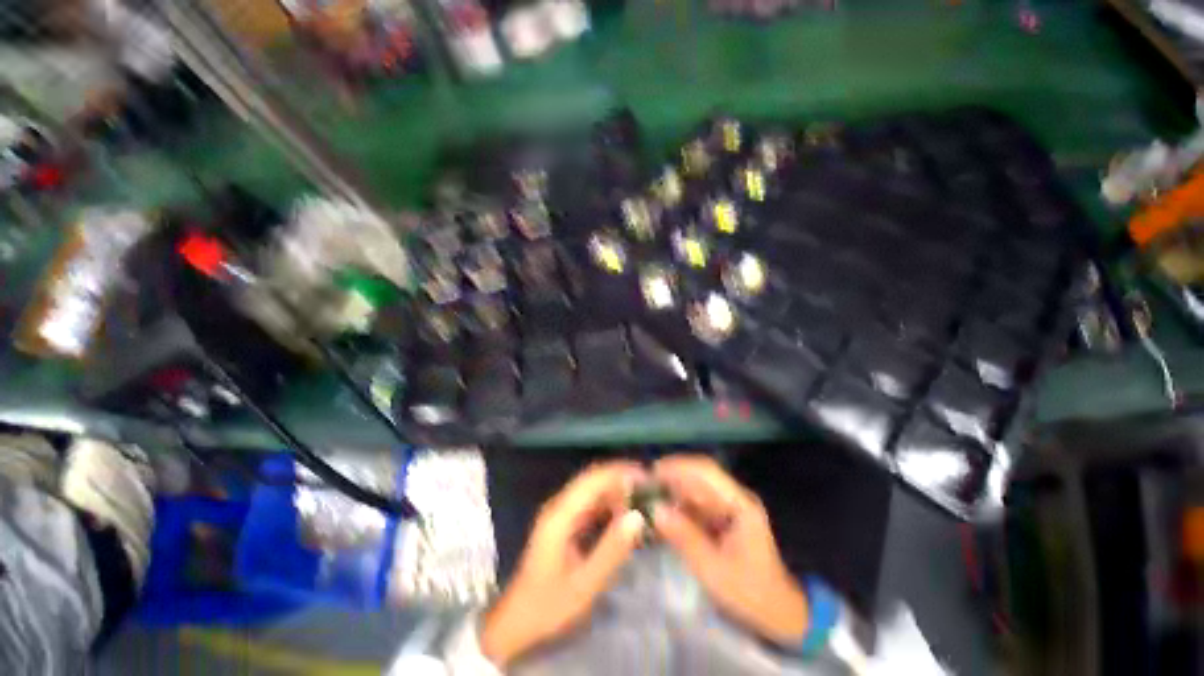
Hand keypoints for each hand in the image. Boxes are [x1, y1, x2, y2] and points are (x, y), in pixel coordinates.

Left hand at [481, 462, 647, 666]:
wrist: (516, 621)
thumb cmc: (549, 605)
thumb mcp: (585, 584)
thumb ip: (612, 549)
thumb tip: (637, 516)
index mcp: (560, 515)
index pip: (593, 479)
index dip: (619, 472)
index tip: (645, 476)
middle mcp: (559, 506)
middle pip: (592, 478)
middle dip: (620, 477)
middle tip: (648, 486)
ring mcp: (560, 512)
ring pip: (591, 488)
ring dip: (614, 489)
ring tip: (640, 498)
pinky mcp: (563, 522)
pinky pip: (589, 502)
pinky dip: (607, 502)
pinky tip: (623, 513)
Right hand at [652, 455, 808, 646]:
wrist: (776, 613)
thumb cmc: (748, 592)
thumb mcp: (713, 569)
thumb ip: (684, 537)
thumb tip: (656, 509)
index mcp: (740, 504)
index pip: (707, 472)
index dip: (678, 466)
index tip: (653, 470)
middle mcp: (734, 498)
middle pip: (699, 476)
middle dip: (671, 476)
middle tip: (644, 484)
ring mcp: (729, 506)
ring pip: (695, 488)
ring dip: (673, 489)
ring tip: (648, 495)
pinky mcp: (722, 517)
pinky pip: (696, 502)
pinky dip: (678, 504)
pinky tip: (662, 510)